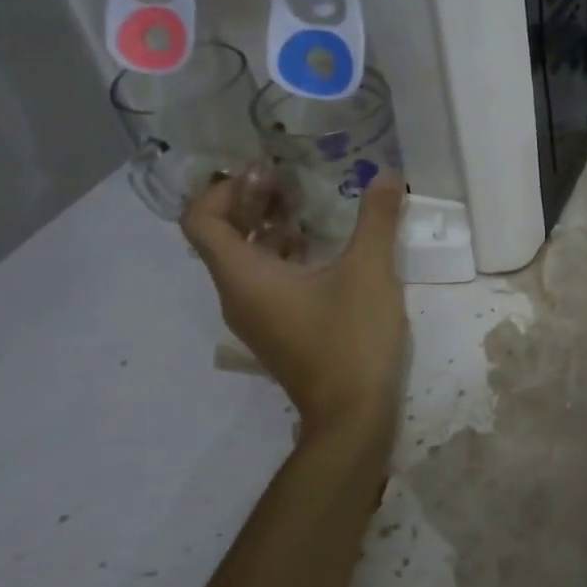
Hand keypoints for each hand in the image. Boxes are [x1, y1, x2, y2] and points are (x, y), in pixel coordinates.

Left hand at [181, 164, 407, 440]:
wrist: (352, 416)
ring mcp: (256, 317)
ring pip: (244, 259)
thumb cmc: (351, 339)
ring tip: (304, 204)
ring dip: (267, 227)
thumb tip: (384, 174)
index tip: (264, 170)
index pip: (201, 220)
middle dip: (249, 201)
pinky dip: (281, 254)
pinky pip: (264, 280)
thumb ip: (376, 219)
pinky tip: (320, 246)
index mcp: (244, 277)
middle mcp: (237, 295)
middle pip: (221, 236)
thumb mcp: (369, 271)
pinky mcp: (276, 330)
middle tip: (286, 177)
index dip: (224, 188)